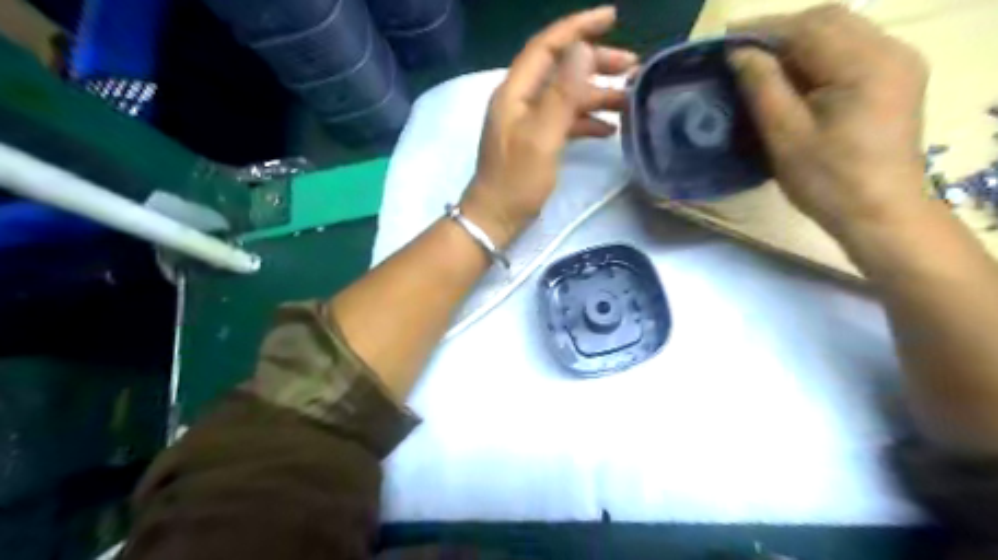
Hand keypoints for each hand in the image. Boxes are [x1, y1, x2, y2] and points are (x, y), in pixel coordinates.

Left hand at [463, 4, 637, 243]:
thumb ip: (561, 94)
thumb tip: (582, 50)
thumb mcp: (542, 136)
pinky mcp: (536, 142)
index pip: (547, 46)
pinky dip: (586, 121)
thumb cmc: (516, 180)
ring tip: (629, 100)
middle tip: (633, 68)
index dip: (578, 27)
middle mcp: (521, 100)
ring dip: (597, 95)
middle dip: (597, 64)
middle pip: (561, 69)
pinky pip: (564, 121)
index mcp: (515, 92)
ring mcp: (528, 122)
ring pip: (566, 96)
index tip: (613, 17)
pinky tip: (609, 130)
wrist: (495, 218)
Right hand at [731, 7, 932, 238]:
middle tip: (740, 50)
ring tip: (760, 61)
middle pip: (829, 20)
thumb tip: (740, 53)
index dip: (763, 30)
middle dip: (780, 31)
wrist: (879, 212)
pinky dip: (816, 54)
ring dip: (797, 41)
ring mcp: (897, 62)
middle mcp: (890, 51)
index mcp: (865, 64)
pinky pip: (851, 49)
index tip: (725, 39)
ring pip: (840, 31)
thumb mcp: (786, 135)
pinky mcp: (894, 78)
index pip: (808, 28)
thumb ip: (763, 87)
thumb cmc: (827, 181)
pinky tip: (793, 73)